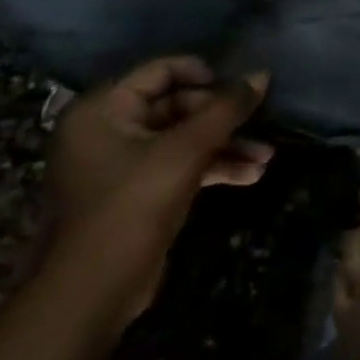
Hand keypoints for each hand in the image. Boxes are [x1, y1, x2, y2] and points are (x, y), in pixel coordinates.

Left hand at [42, 57, 272, 321]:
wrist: (93, 288)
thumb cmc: (132, 205)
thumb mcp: (187, 150)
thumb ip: (226, 109)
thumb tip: (261, 75)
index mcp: (103, 111)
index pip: (161, 70)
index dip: (205, 74)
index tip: (242, 89)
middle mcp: (107, 130)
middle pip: (177, 104)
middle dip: (224, 118)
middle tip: (262, 125)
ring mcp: (121, 163)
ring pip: (185, 138)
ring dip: (227, 144)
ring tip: (266, 157)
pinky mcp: (137, 191)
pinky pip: (181, 164)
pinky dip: (214, 166)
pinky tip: (251, 176)